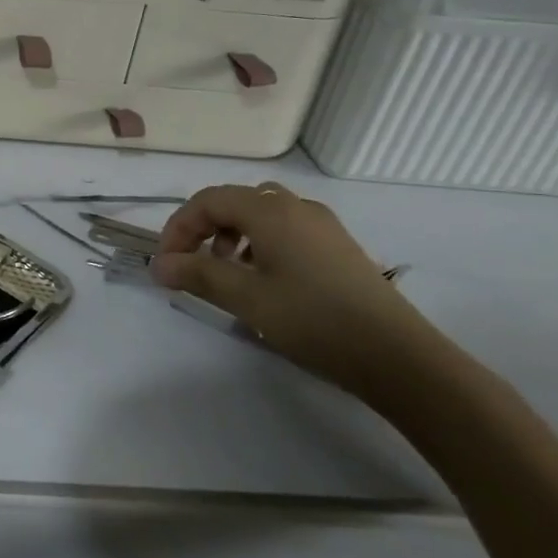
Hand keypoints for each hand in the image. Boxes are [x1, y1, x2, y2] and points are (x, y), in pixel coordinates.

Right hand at [149, 181, 443, 402]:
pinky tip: (264, 279)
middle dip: (204, 228)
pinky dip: (260, 242)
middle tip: (191, 263)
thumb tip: (159, 264)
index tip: (166, 263)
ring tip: (226, 271)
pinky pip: (286, 228)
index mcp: (270, 211)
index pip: (208, 200)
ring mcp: (322, 225)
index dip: (179, 227)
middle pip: (234, 201)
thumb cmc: (313, 320)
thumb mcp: (246, 298)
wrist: (398, 356)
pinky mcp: (338, 246)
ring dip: (232, 234)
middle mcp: (296, 207)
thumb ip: (197, 274)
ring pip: (262, 213)